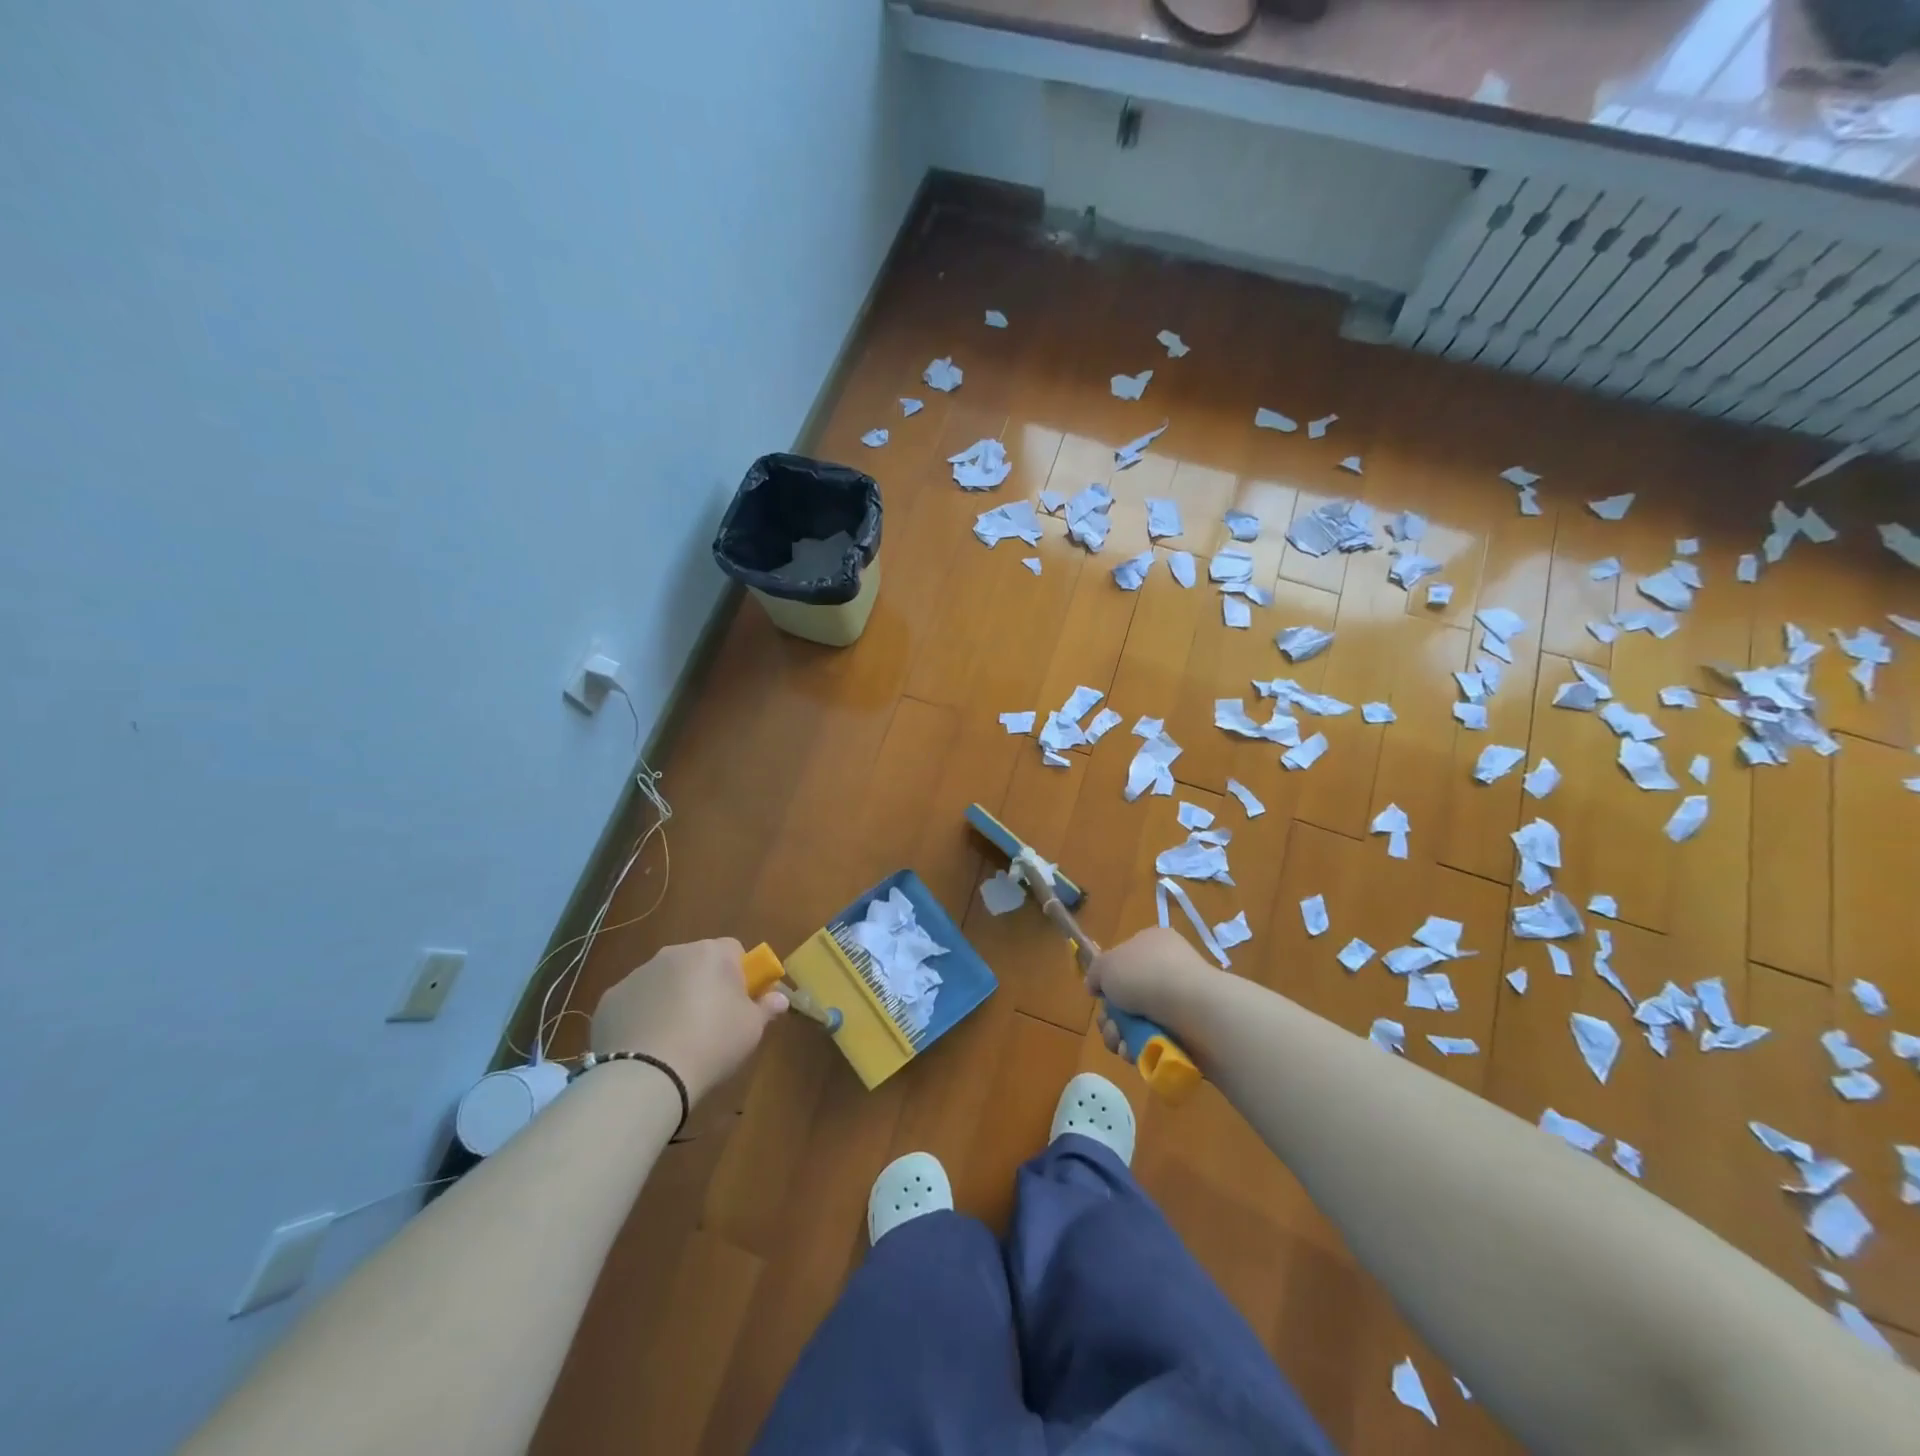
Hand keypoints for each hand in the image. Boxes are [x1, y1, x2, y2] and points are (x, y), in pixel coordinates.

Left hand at [590, 939, 786, 1101]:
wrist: (646, 1075)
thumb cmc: (712, 1043)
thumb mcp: (751, 1029)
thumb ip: (767, 1007)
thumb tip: (780, 997)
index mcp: (711, 953)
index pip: (734, 950)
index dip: (740, 975)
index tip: (741, 1003)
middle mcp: (673, 954)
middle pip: (697, 963)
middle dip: (704, 984)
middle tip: (710, 1022)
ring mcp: (637, 975)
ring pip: (663, 980)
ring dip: (672, 998)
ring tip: (675, 1039)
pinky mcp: (610, 999)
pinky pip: (635, 1002)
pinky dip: (642, 1016)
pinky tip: (646, 1046)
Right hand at [1086, 926, 1219, 1054]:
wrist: (1192, 1008)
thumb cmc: (1145, 975)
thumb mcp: (1106, 964)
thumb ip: (1095, 972)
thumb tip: (1096, 986)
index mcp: (1152, 943)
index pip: (1124, 960)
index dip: (1108, 980)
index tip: (1100, 994)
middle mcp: (1168, 968)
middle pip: (1127, 996)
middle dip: (1111, 1017)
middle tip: (1109, 1025)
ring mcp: (1180, 1000)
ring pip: (1138, 1021)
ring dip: (1120, 1036)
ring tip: (1120, 1043)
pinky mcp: (1189, 1030)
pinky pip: (1156, 1039)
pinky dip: (1140, 1048)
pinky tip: (1134, 1052)